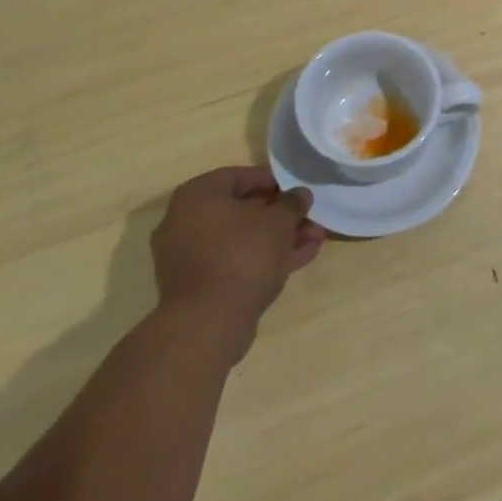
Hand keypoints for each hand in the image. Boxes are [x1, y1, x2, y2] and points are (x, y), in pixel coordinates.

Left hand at [150, 166, 325, 358]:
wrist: (208, 324)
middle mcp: (186, 221)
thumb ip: (292, 203)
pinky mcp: (200, 285)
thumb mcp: (278, 221)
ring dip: (279, 237)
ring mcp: (190, 256)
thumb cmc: (242, 255)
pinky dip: (264, 258)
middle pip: (243, 209)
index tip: (300, 191)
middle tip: (310, 218)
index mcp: (197, 196)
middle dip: (282, 215)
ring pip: (242, 238)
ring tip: (315, 238)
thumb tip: (300, 194)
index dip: (275, 181)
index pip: (241, 176)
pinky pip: (236, 261)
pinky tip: (300, 258)